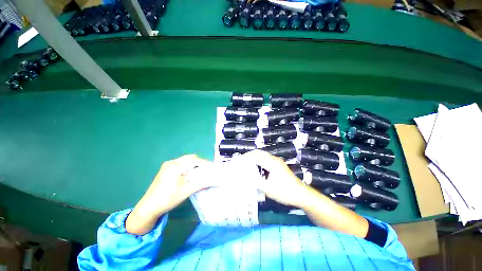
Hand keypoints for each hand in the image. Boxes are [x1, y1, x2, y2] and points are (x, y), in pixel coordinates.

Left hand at [126, 155, 210, 234]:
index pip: (195, 160)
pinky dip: (188, 166)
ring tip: (201, 171)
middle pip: (190, 158)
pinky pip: (181, 163)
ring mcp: (168, 165)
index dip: (205, 163)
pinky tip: (191, 173)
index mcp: (176, 166)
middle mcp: (172, 162)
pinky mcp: (166, 168)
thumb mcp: (186, 192)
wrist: (148, 207)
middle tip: (207, 170)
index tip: (213, 168)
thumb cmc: (168, 199)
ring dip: (194, 164)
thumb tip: (215, 181)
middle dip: (200, 163)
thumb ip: (201, 184)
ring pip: (186, 160)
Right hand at [236, 150, 308, 207]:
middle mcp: (274, 160)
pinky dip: (259, 160)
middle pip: (259, 153)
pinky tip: (256, 167)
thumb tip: (244, 176)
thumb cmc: (285, 192)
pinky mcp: (279, 165)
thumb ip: (255, 181)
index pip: (256, 156)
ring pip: (263, 155)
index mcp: (272, 163)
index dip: (246, 157)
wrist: (301, 194)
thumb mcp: (268, 189)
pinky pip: (266, 159)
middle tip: (241, 160)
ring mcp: (277, 162)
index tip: (238, 160)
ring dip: (254, 157)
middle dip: (249, 155)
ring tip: (246, 163)